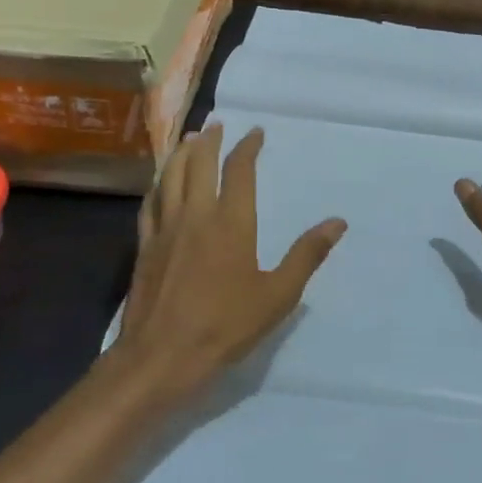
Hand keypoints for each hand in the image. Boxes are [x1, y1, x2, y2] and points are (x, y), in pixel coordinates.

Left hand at [110, 123, 346, 400]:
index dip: (247, 148)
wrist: (160, 357)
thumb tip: (337, 222)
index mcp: (230, 223)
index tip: (255, 133)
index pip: (239, 171)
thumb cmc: (225, 327)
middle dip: (209, 141)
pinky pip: (150, 203)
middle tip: (216, 125)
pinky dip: (158, 184)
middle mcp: (195, 215)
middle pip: (198, 165)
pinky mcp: (144, 247)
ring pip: (170, 178)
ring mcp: (164, 230)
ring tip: (188, 140)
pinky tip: (159, 184)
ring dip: (181, 154)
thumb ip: (306, 255)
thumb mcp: (277, 295)